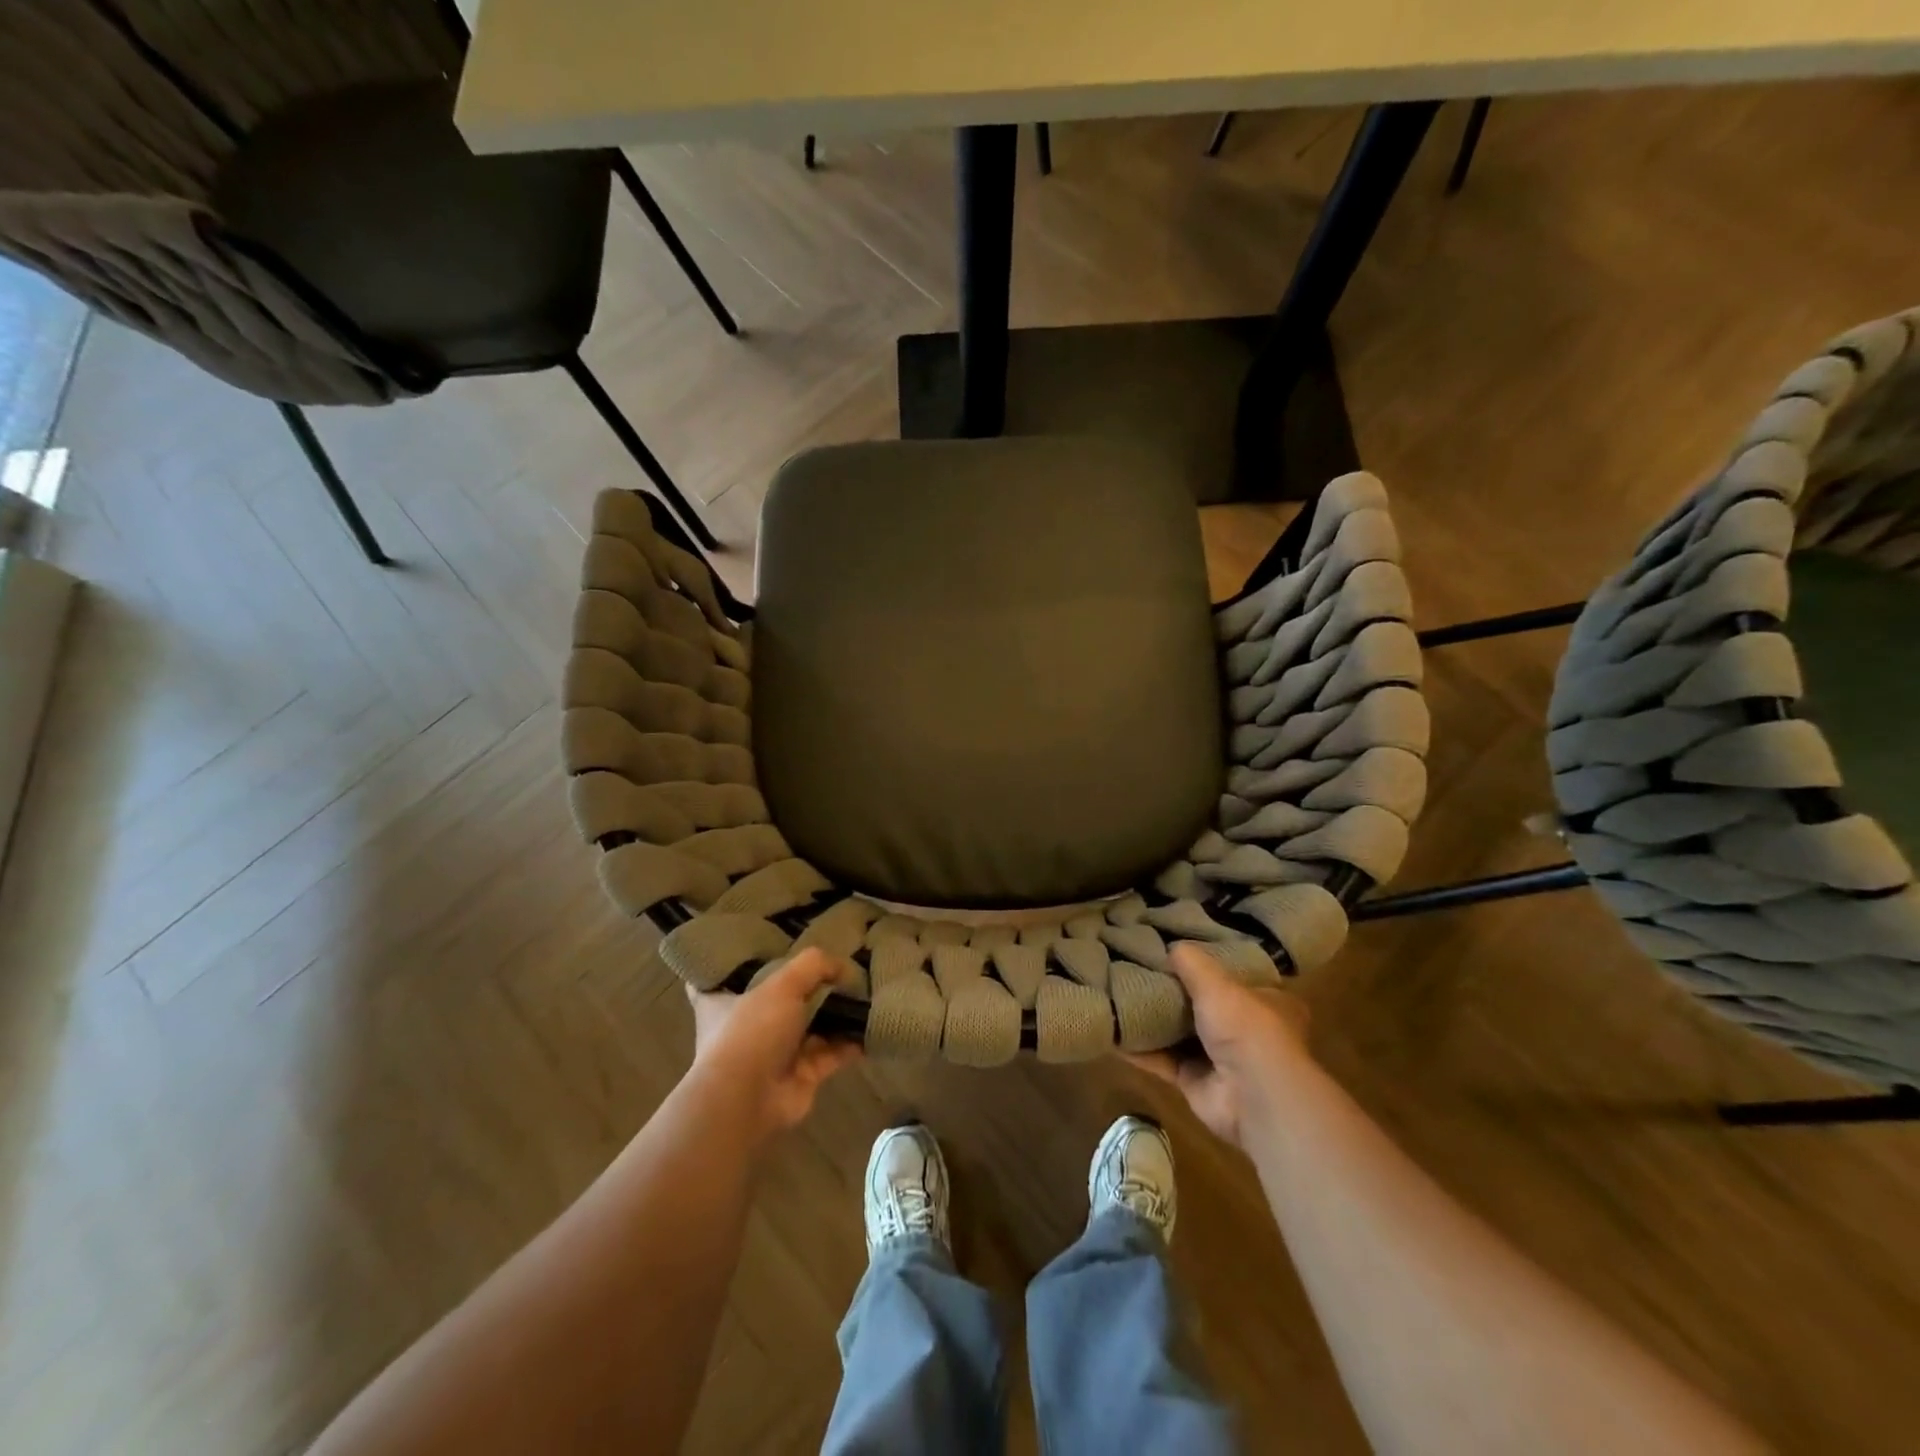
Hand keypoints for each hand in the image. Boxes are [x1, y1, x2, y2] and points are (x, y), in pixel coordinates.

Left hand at [687, 949, 862, 1136]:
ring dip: (837, 1014)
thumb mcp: (781, 985)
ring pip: (812, 1027)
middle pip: (782, 1000)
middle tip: (841, 967)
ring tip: (866, 992)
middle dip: (810, 988)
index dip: (746, 963)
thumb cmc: (752, 1032)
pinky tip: (873, 1025)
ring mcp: (777, 1052)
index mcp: (726, 1001)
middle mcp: (750, 1026)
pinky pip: (832, 1053)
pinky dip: (852, 1042)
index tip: (769, 947)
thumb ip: (813, 966)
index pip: (728, 977)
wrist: (747, 1101)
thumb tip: (843, 966)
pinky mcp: (802, 1074)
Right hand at [1129, 942, 1311, 1148]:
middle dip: (1173, 992)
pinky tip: (1112, 1032)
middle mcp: (1244, 1030)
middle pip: (1202, 1005)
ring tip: (1119, 995)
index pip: (1234, 976)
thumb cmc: (1246, 1028)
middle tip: (1138, 970)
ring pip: (1179, 1034)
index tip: (1176, 951)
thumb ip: (1192, 962)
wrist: (1252, 1097)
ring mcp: (1219, 1058)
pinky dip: (1139, 1050)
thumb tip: (1170, 946)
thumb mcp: (1217, 982)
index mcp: (1264, 1001)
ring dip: (1153, 1021)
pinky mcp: (1195, 1082)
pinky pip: (1161, 1061)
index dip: (1207, 964)